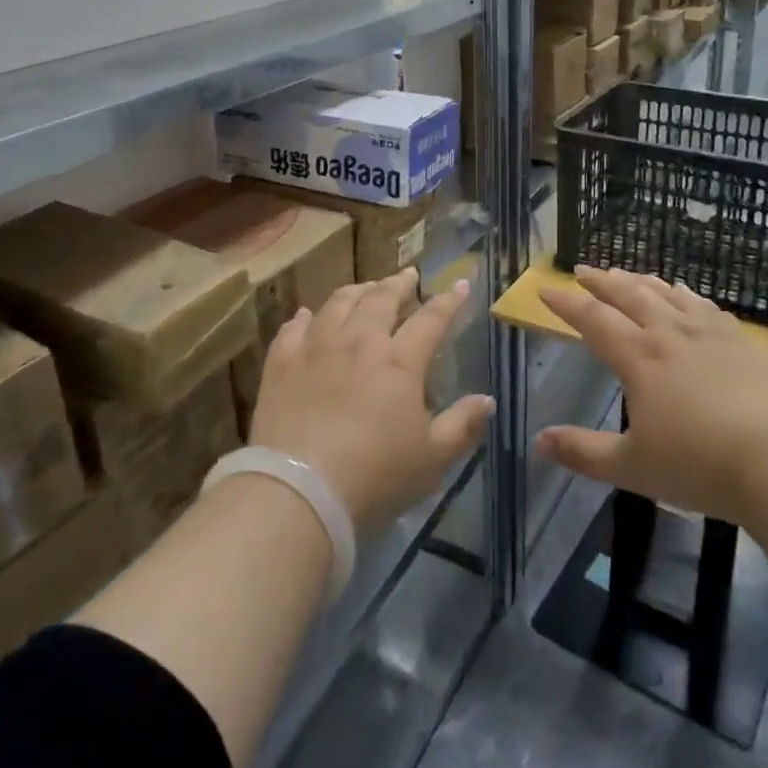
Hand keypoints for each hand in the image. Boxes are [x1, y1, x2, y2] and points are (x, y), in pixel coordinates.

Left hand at [248, 269, 492, 529]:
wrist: (298, 491)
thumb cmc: (375, 477)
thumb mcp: (432, 459)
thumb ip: (462, 425)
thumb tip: (486, 400)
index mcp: (400, 360)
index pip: (431, 318)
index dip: (449, 300)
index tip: (461, 284)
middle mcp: (359, 341)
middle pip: (381, 298)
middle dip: (399, 283)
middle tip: (408, 277)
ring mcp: (316, 347)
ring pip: (338, 303)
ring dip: (357, 291)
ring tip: (366, 289)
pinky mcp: (281, 363)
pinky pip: (293, 328)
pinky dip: (304, 317)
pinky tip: (307, 315)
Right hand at [533, 268, 767, 527]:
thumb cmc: (701, 466)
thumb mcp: (633, 468)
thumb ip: (584, 452)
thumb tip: (539, 441)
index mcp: (640, 358)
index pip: (594, 320)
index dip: (567, 304)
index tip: (547, 291)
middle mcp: (670, 334)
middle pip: (629, 296)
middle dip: (601, 281)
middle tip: (583, 270)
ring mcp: (710, 334)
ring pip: (667, 294)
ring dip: (640, 281)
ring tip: (626, 274)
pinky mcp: (743, 342)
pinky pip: (705, 306)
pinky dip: (685, 294)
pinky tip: (684, 293)